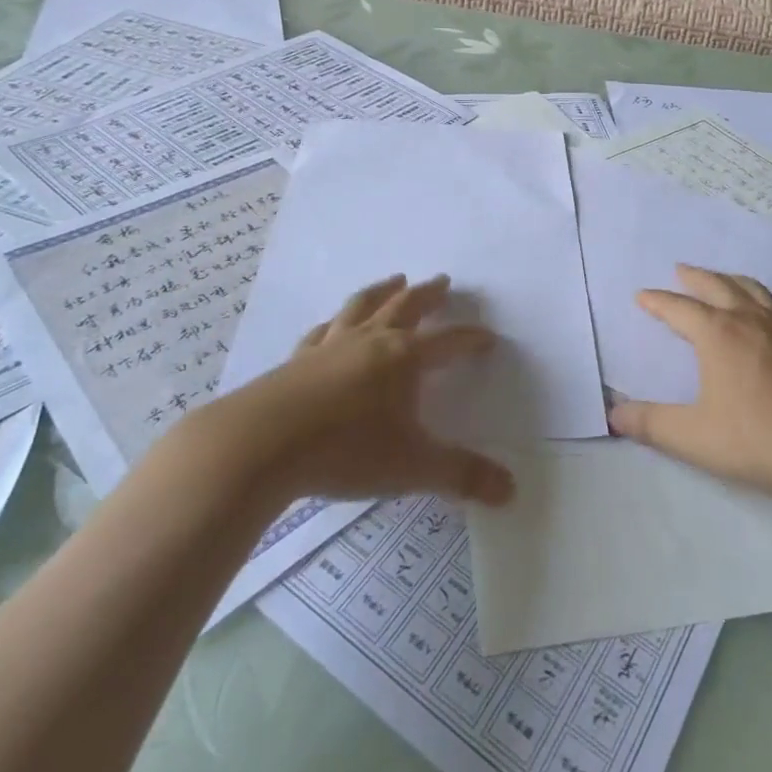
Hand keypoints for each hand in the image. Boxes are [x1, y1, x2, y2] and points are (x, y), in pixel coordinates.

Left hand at [214, 274, 514, 506]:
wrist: (260, 445)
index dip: (471, 340)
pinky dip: (335, 323)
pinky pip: (322, 332)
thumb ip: (461, 476)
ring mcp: (330, 346)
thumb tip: (512, 491)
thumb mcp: (412, 467)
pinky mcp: (297, 361)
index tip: (488, 338)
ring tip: (395, 280)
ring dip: (383, 291)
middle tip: (443, 280)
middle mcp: (371, 341)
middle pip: (406, 307)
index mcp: (404, 358)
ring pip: (363, 307)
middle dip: (429, 295)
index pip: (448, 341)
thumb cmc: (346, 450)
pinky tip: (332, 325)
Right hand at [609, 265, 771, 500]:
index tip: (642, 296)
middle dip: (694, 277)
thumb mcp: (695, 438)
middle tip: (680, 270)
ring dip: (729, 280)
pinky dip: (765, 300)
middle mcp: (748, 319)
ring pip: (751, 289)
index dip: (657, 302)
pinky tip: (771, 313)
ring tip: (721, 280)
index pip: (678, 308)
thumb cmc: (761, 438)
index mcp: (717, 334)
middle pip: (716, 286)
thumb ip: (652, 425)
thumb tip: (613, 414)